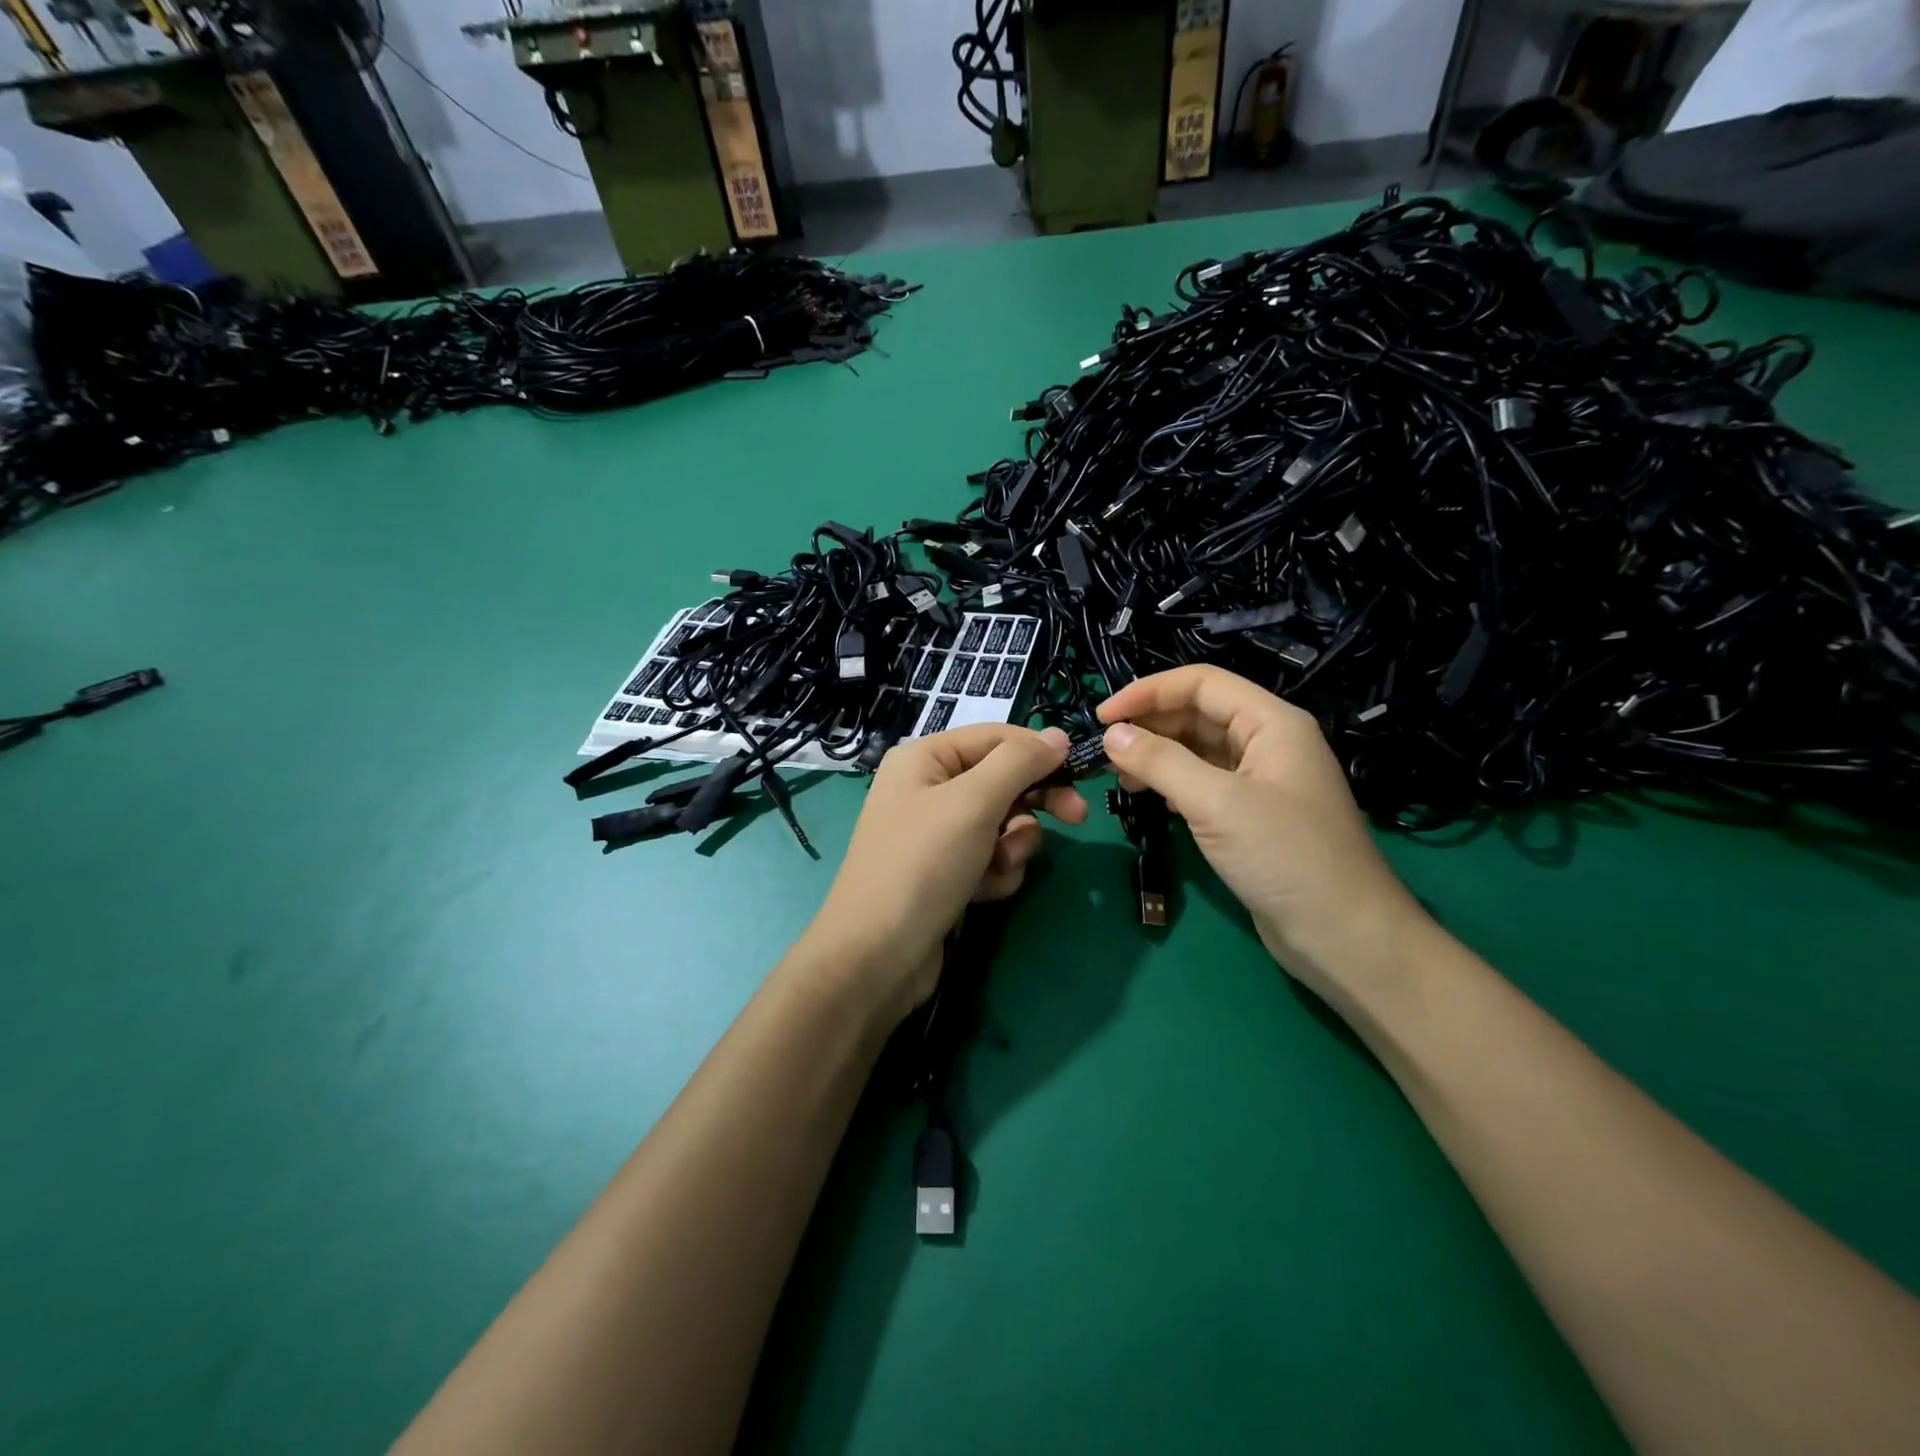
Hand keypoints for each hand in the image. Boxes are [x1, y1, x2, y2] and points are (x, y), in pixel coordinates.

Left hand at [801, 723, 1087, 1024]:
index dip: (1038, 751)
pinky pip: (990, 858)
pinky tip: (983, 892)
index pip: (996, 737)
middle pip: (1003, 780)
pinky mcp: (947, 873)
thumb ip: (1019, 763)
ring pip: (1003, 823)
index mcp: (926, 758)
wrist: (877, 956)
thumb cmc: (923, 864)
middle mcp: (929, 789)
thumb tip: (1058, 736)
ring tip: (998, 866)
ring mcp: (937, 834)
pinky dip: (996, 873)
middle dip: (1034, 801)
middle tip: (1077, 818)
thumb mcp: (973, 803)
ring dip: (1013, 845)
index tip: (1080, 772)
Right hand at [1098, 666, 1425, 1000]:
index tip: (1102, 716)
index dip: (1148, 692)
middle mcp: (1268, 742)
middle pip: (1198, 713)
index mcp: (1271, 723)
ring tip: (1120, 778)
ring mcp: (1261, 781)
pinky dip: (1173, 784)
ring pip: (1198, 750)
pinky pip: (1204, 783)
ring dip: (1157, 756)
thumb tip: (1111, 735)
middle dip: (1150, 725)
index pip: (1201, 683)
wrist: (1343, 935)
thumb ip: (1161, 762)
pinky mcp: (1252, 816)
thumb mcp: (1217, 803)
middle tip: (1105, 751)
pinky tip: (1150, 799)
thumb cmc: (1285, 856)